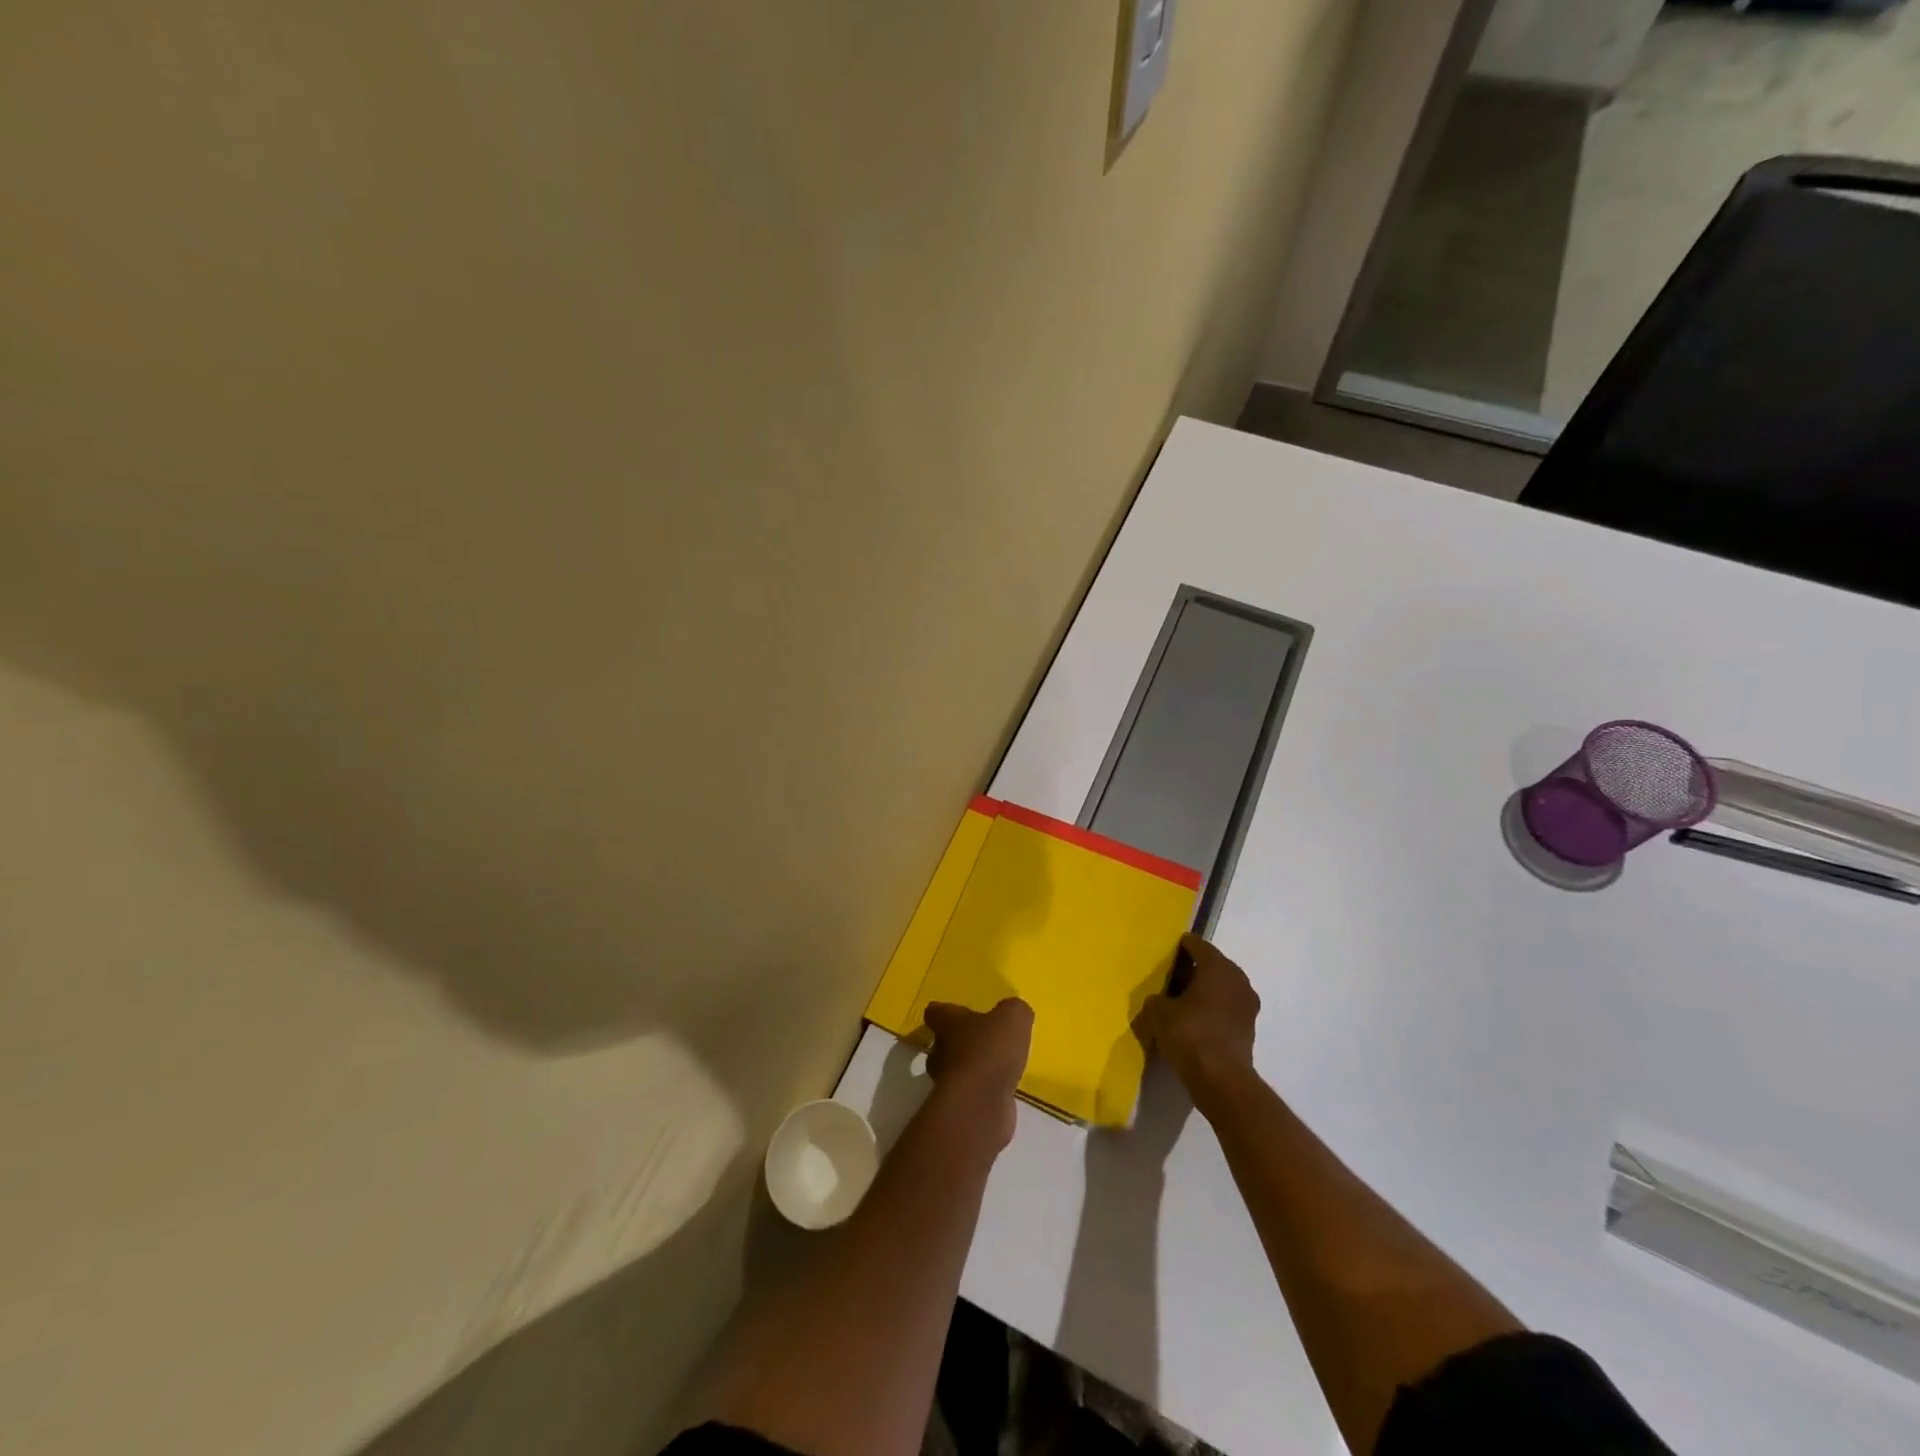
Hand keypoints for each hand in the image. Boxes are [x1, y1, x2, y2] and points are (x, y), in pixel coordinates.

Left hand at [924, 998, 1033, 1147]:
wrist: (981, 1105)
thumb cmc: (990, 1050)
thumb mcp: (1013, 1018)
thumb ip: (1014, 1011)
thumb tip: (1013, 1012)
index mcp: (948, 1022)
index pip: (935, 1012)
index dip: (944, 1011)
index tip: (956, 1012)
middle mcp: (941, 1050)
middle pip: (942, 1042)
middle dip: (959, 1041)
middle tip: (981, 1040)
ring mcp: (948, 1082)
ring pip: (955, 1069)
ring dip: (971, 1067)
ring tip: (995, 1065)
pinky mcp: (960, 1107)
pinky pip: (971, 1093)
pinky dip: (983, 1090)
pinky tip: (1001, 1089)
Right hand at [1137, 933, 1260, 1092]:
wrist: (1221, 1080)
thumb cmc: (1189, 1034)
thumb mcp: (1158, 1012)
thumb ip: (1157, 999)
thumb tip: (1161, 1000)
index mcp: (1218, 967)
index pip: (1197, 945)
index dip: (1181, 947)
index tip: (1167, 953)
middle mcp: (1238, 980)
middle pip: (1212, 966)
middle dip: (1192, 970)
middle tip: (1170, 978)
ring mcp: (1247, 1005)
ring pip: (1221, 988)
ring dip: (1203, 991)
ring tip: (1179, 1002)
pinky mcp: (1248, 1028)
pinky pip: (1226, 1008)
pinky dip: (1211, 1009)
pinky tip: (1193, 1021)